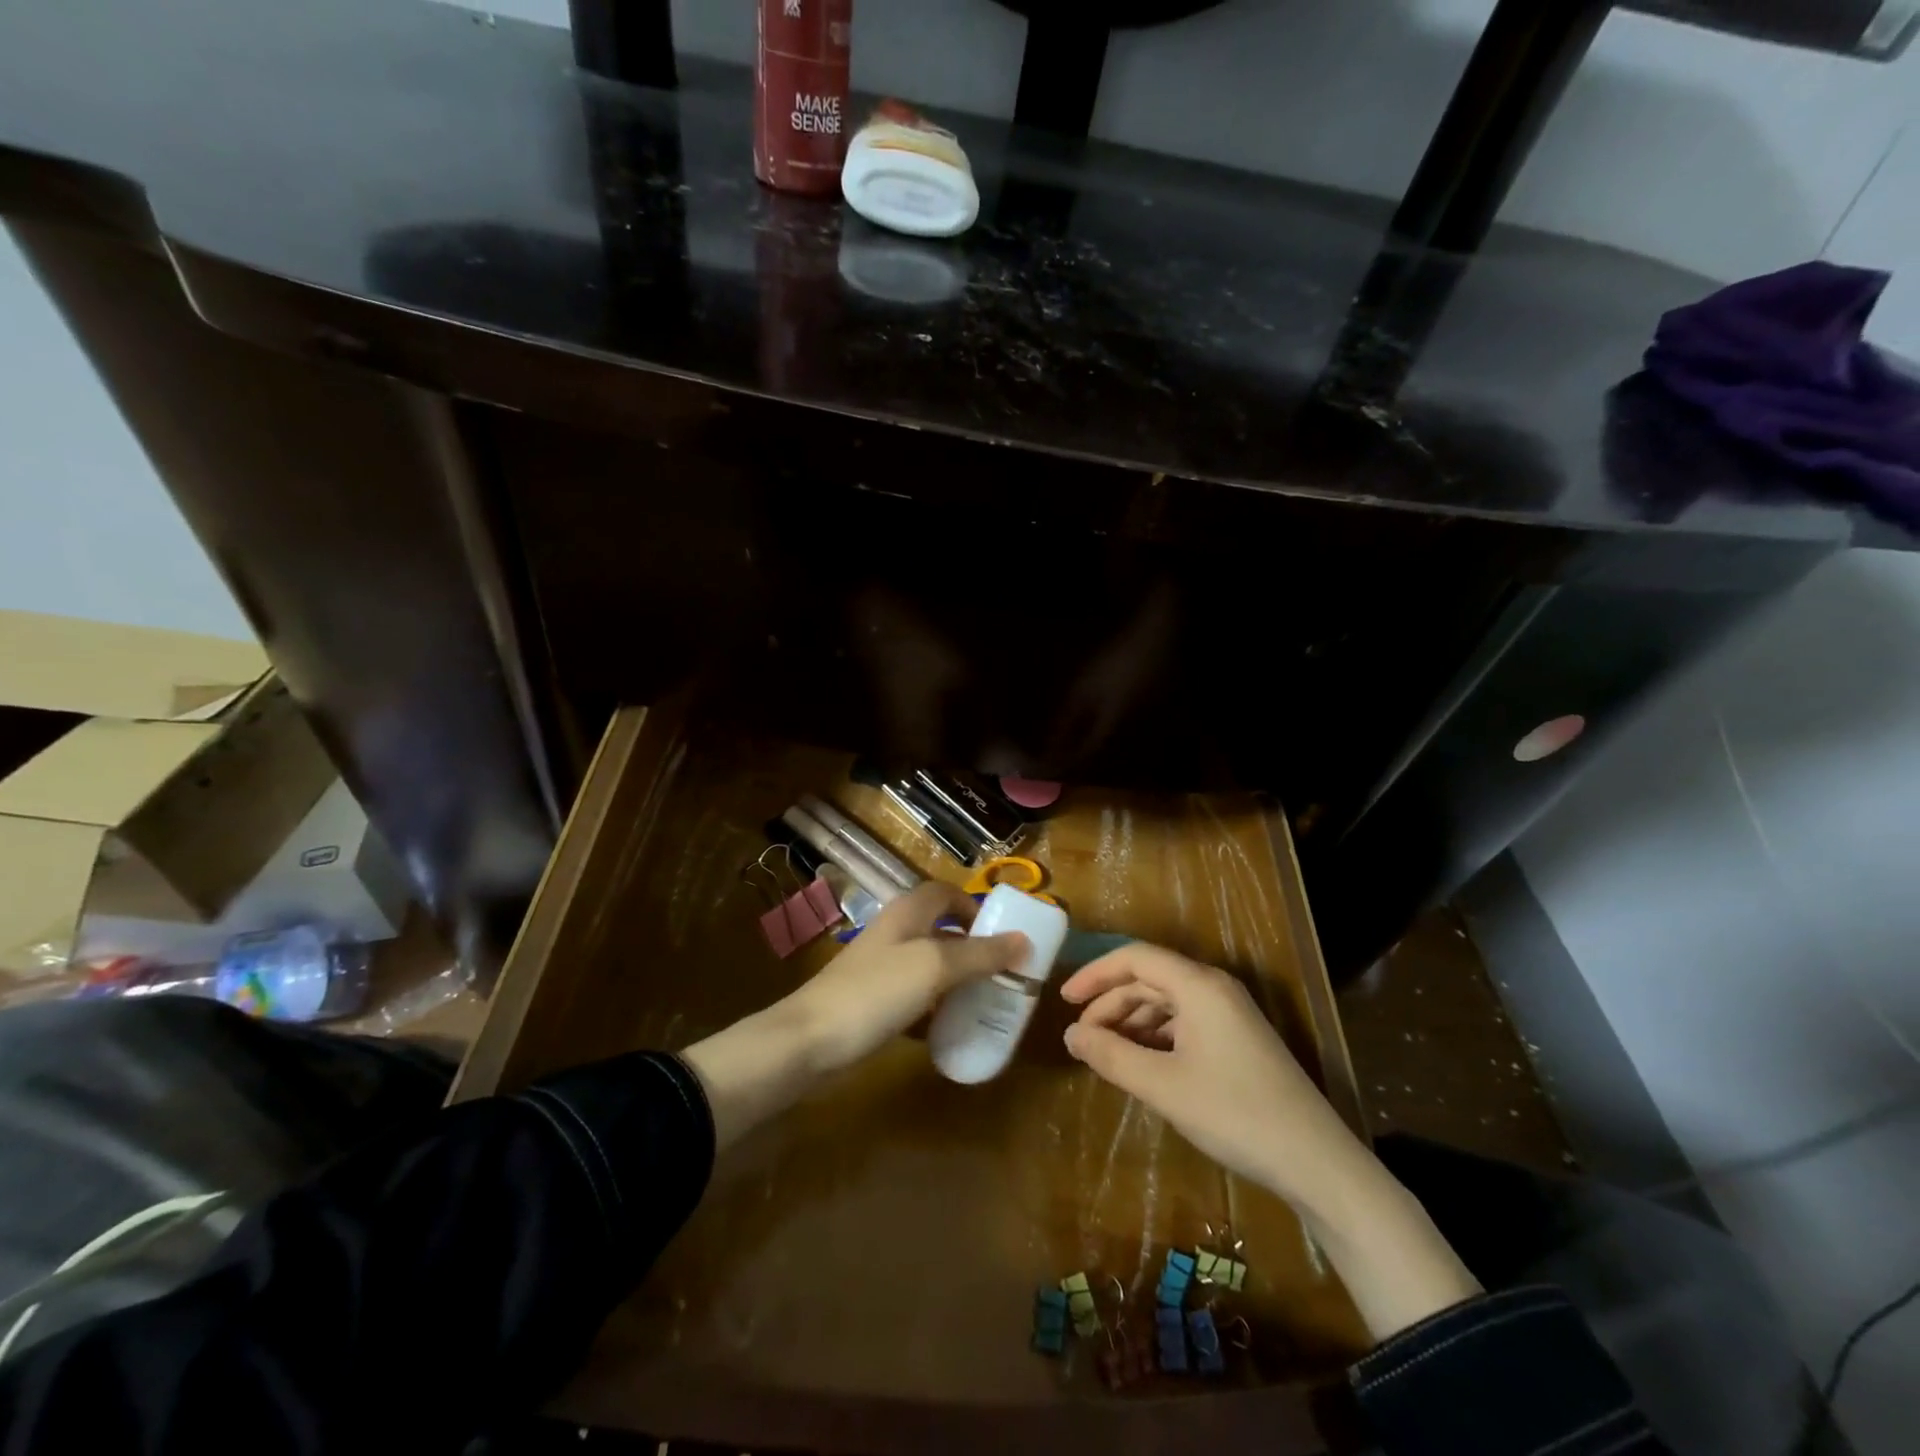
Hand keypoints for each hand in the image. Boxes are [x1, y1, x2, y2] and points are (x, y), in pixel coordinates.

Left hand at [785, 880, 1026, 1073]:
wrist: (808, 1041)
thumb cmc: (875, 993)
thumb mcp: (935, 968)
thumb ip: (980, 954)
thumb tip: (1024, 940)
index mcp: (907, 914)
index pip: (945, 892)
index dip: (974, 906)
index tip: (1002, 934)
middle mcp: (894, 934)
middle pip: (940, 930)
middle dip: (972, 948)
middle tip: (1003, 973)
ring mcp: (880, 970)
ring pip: (928, 966)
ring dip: (956, 980)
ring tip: (987, 1002)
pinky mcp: (872, 1003)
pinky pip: (914, 998)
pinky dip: (935, 1009)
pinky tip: (951, 1030)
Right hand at [1059, 943, 1357, 1204]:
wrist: (1315, 1162)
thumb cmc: (1233, 1113)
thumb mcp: (1162, 1086)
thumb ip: (1111, 1055)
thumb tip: (1069, 1036)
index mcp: (1199, 985)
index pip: (1135, 958)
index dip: (1095, 974)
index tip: (1064, 1001)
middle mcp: (1214, 989)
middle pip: (1150, 979)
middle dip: (1110, 1004)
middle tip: (1081, 1039)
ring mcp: (1230, 1014)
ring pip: (1167, 1003)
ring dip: (1131, 1023)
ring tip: (1105, 1055)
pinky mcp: (1237, 1040)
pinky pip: (1185, 1023)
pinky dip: (1155, 1038)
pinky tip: (1141, 1065)